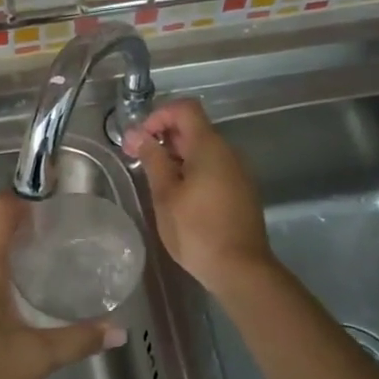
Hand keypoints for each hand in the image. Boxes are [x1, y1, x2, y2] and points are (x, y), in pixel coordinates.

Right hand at [124, 99, 274, 296]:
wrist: (240, 269)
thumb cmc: (197, 230)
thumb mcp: (166, 194)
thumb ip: (153, 160)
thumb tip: (139, 135)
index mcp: (209, 147)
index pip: (185, 109)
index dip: (159, 115)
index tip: (140, 139)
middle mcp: (228, 152)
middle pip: (193, 128)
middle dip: (163, 137)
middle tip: (137, 160)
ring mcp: (237, 172)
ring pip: (202, 150)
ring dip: (176, 156)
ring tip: (155, 181)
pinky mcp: (240, 191)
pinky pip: (213, 168)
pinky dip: (191, 171)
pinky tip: (177, 196)